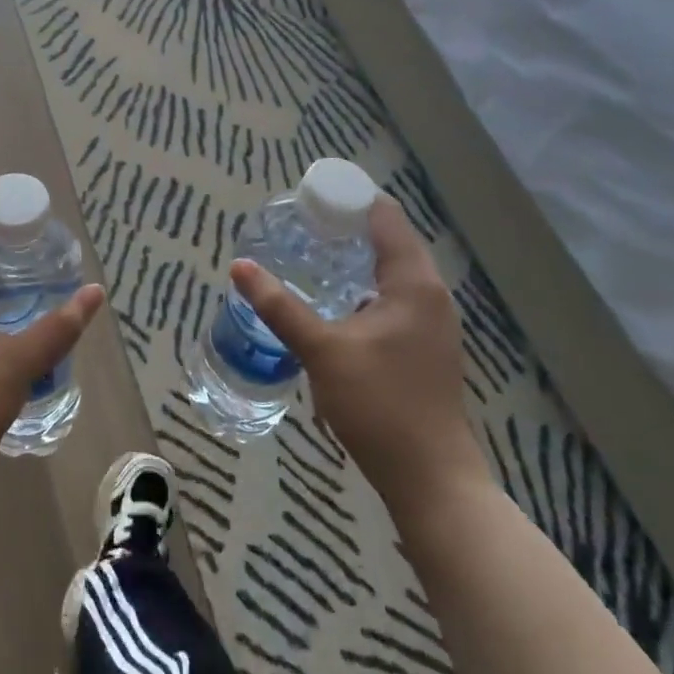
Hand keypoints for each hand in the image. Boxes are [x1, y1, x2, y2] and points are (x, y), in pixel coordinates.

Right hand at [230, 196, 486, 501]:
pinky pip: (396, 298)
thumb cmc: (379, 404)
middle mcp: (431, 294)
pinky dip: (366, 287)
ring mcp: (433, 323)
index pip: (385, 217)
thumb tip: (240, 266)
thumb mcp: (322, 351)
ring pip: (394, 272)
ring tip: (312, 255)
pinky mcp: (427, 348)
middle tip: (302, 224)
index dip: (349, 199)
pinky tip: (336, 303)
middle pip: (391, 241)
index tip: (311, 195)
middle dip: (348, 228)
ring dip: (357, 259)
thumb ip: (280, 306)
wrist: (431, 479)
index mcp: (413, 283)